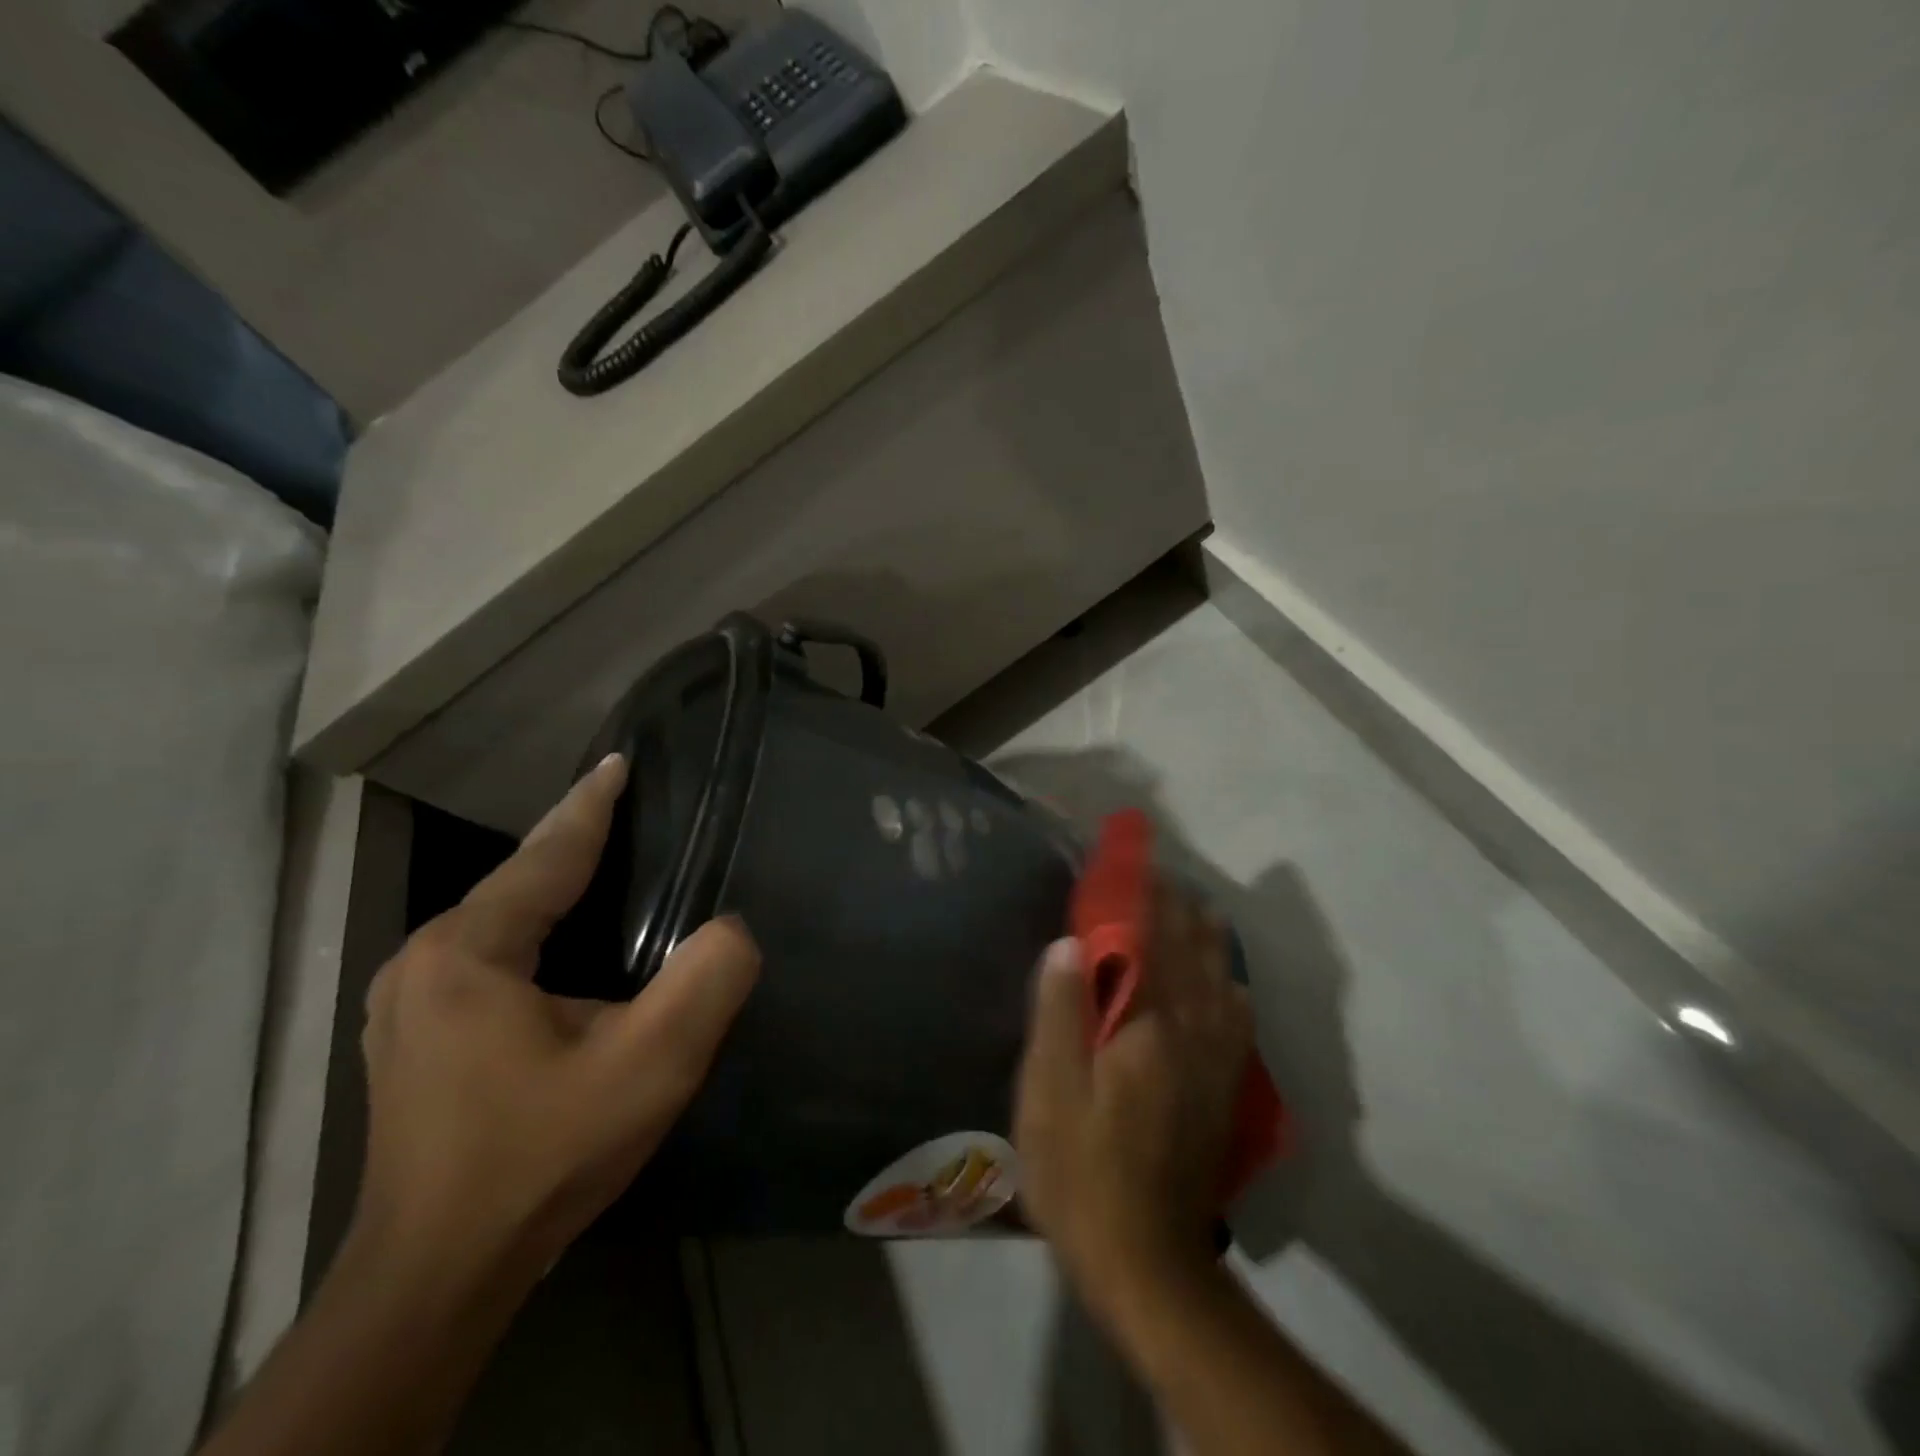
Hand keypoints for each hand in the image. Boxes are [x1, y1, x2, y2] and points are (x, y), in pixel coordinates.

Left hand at [353, 754, 760, 1280]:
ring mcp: (409, 1002)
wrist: (438, 1277)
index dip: (591, 805)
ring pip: (500, 920)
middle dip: (573, 842)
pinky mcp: (413, 1038)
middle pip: (517, 880)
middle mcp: (425, 961)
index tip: (619, 761)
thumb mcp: (650, 1066)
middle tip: (626, 809)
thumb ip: (705, 981)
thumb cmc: (543, 1156)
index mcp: (469, 950)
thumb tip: (734, 928)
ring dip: (553, 887)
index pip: (546, 854)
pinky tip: (563, 943)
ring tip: (605, 863)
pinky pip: (487, 955)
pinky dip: (533, 930)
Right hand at [1015, 877, 1252, 1309]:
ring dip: (1209, 942)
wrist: (1146, 1262)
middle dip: (1178, 910)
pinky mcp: (1223, 1096)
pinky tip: (1230, 986)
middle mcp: (1191, 1034)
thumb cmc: (1082, 1172)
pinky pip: (1237, 1026)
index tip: (1137, 862)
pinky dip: (1232, 991)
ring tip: (1201, 910)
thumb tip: (1070, 943)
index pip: (1149, 942)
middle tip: (1164, 877)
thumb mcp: (1050, 1093)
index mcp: (1147, 1026)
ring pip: (1220, 984)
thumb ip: (1060, 1013)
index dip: (1143, 898)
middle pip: (1191, 955)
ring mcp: (1215, 1066)